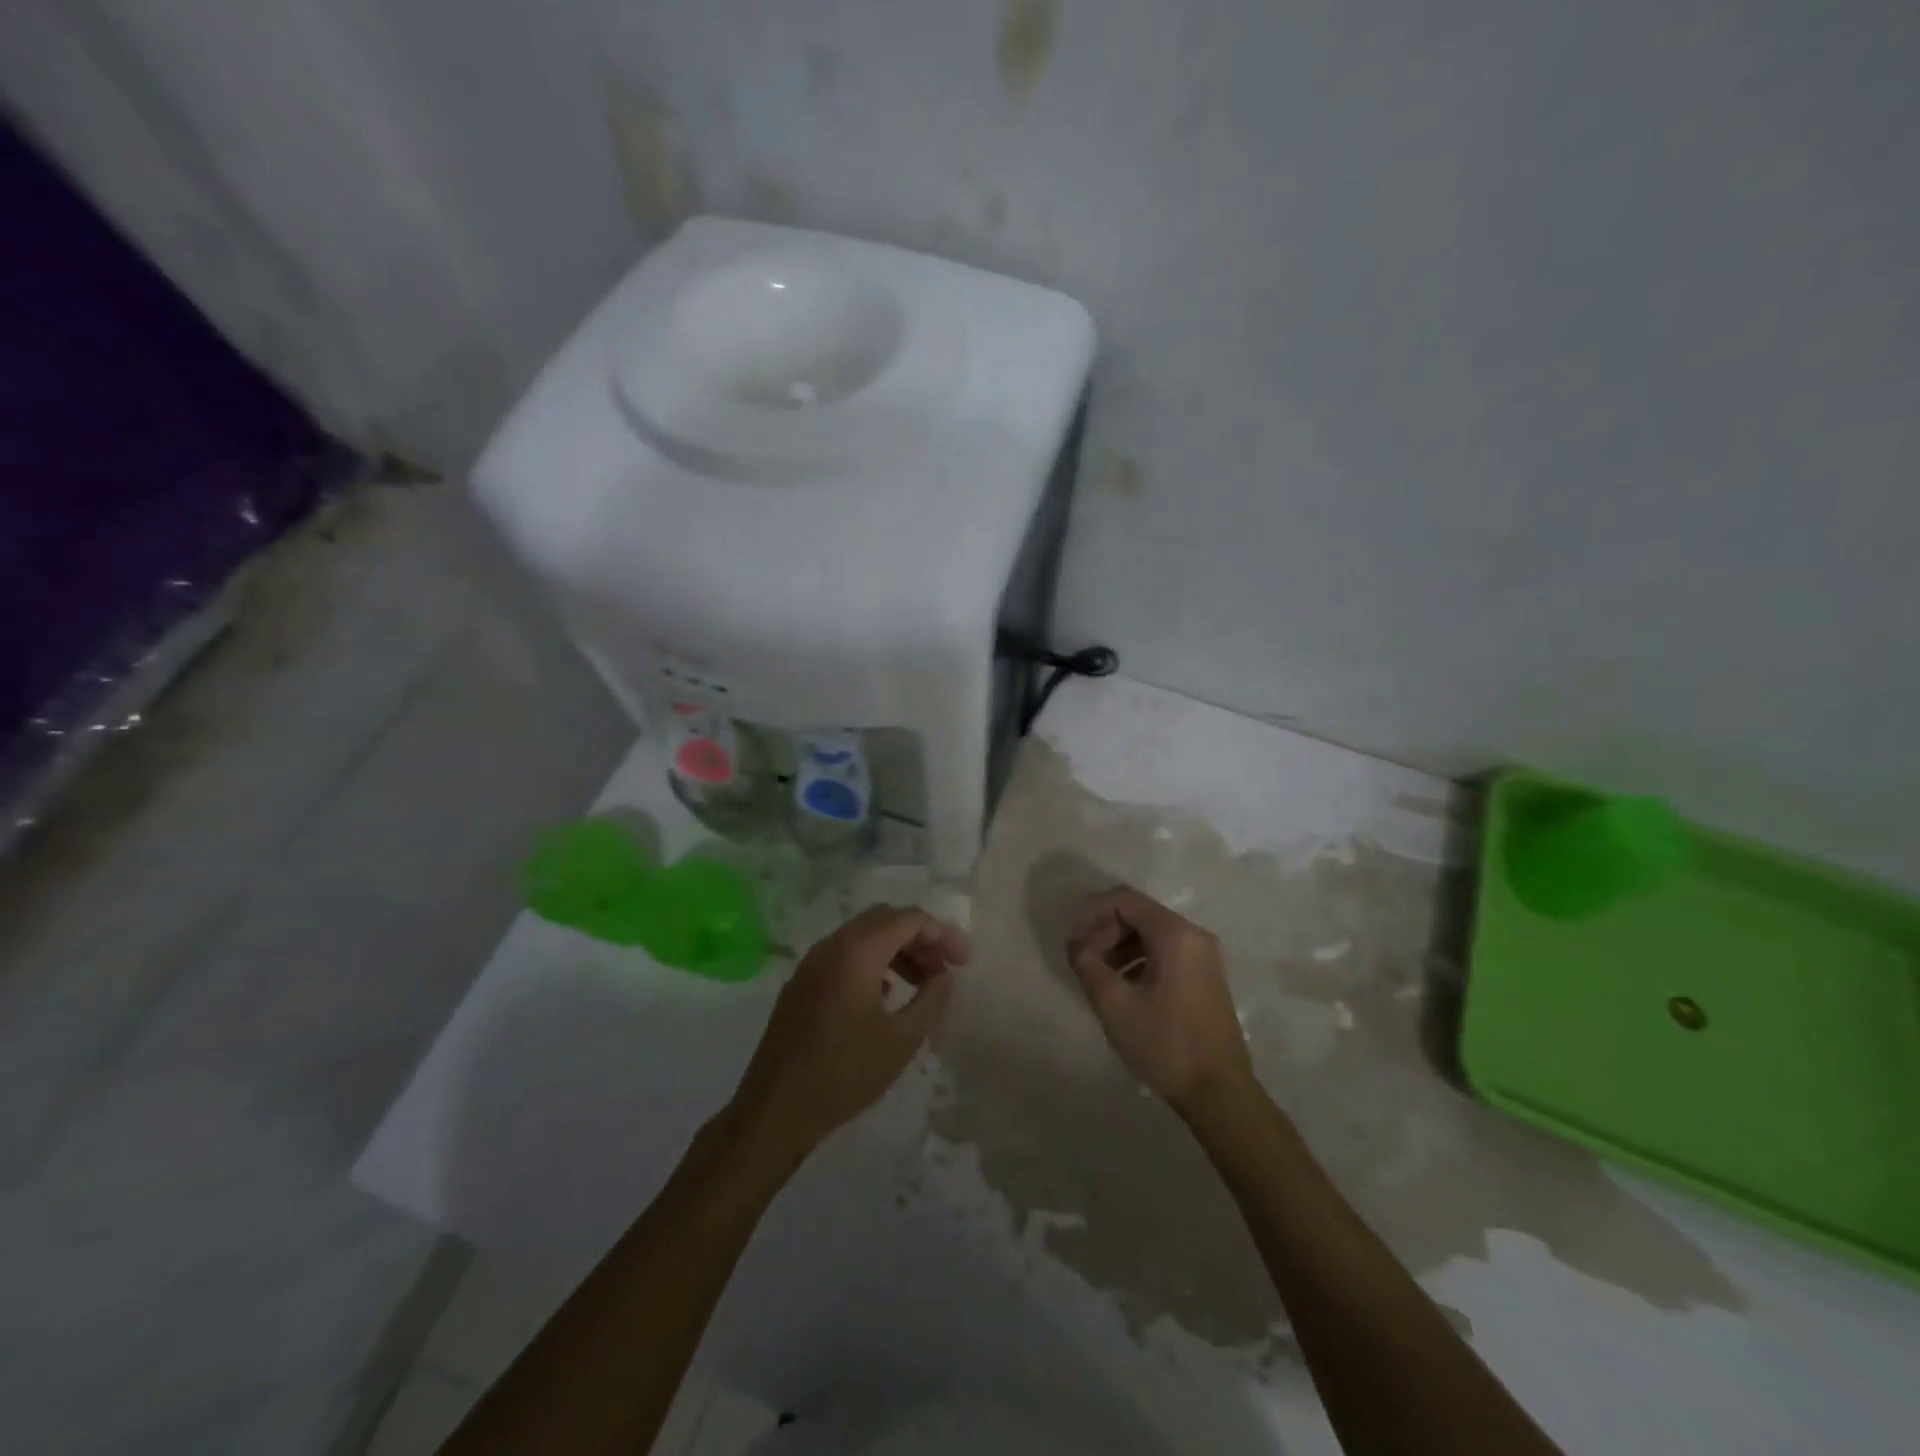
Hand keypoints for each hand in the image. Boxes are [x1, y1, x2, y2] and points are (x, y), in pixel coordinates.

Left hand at [731, 905, 966, 1160]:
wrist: (775, 1110)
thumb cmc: (844, 1073)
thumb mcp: (902, 1040)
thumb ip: (932, 999)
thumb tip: (942, 976)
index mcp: (856, 951)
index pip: (909, 919)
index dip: (942, 934)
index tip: (964, 963)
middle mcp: (832, 945)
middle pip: (886, 920)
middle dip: (920, 939)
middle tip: (943, 971)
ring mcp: (812, 962)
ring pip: (864, 936)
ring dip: (897, 951)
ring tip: (921, 985)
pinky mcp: (802, 983)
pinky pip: (845, 955)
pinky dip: (873, 963)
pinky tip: (886, 997)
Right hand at [1067, 886, 1252, 1110]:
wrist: (1219, 1094)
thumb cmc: (1165, 1043)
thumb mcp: (1114, 1004)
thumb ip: (1088, 964)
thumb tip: (1077, 945)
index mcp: (1175, 933)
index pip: (1125, 900)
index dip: (1091, 913)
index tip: (1072, 940)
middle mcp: (1194, 935)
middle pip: (1139, 914)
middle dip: (1105, 931)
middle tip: (1083, 961)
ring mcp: (1204, 957)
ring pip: (1151, 934)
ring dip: (1119, 947)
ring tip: (1098, 977)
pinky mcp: (1206, 978)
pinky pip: (1166, 953)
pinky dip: (1138, 960)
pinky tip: (1122, 989)